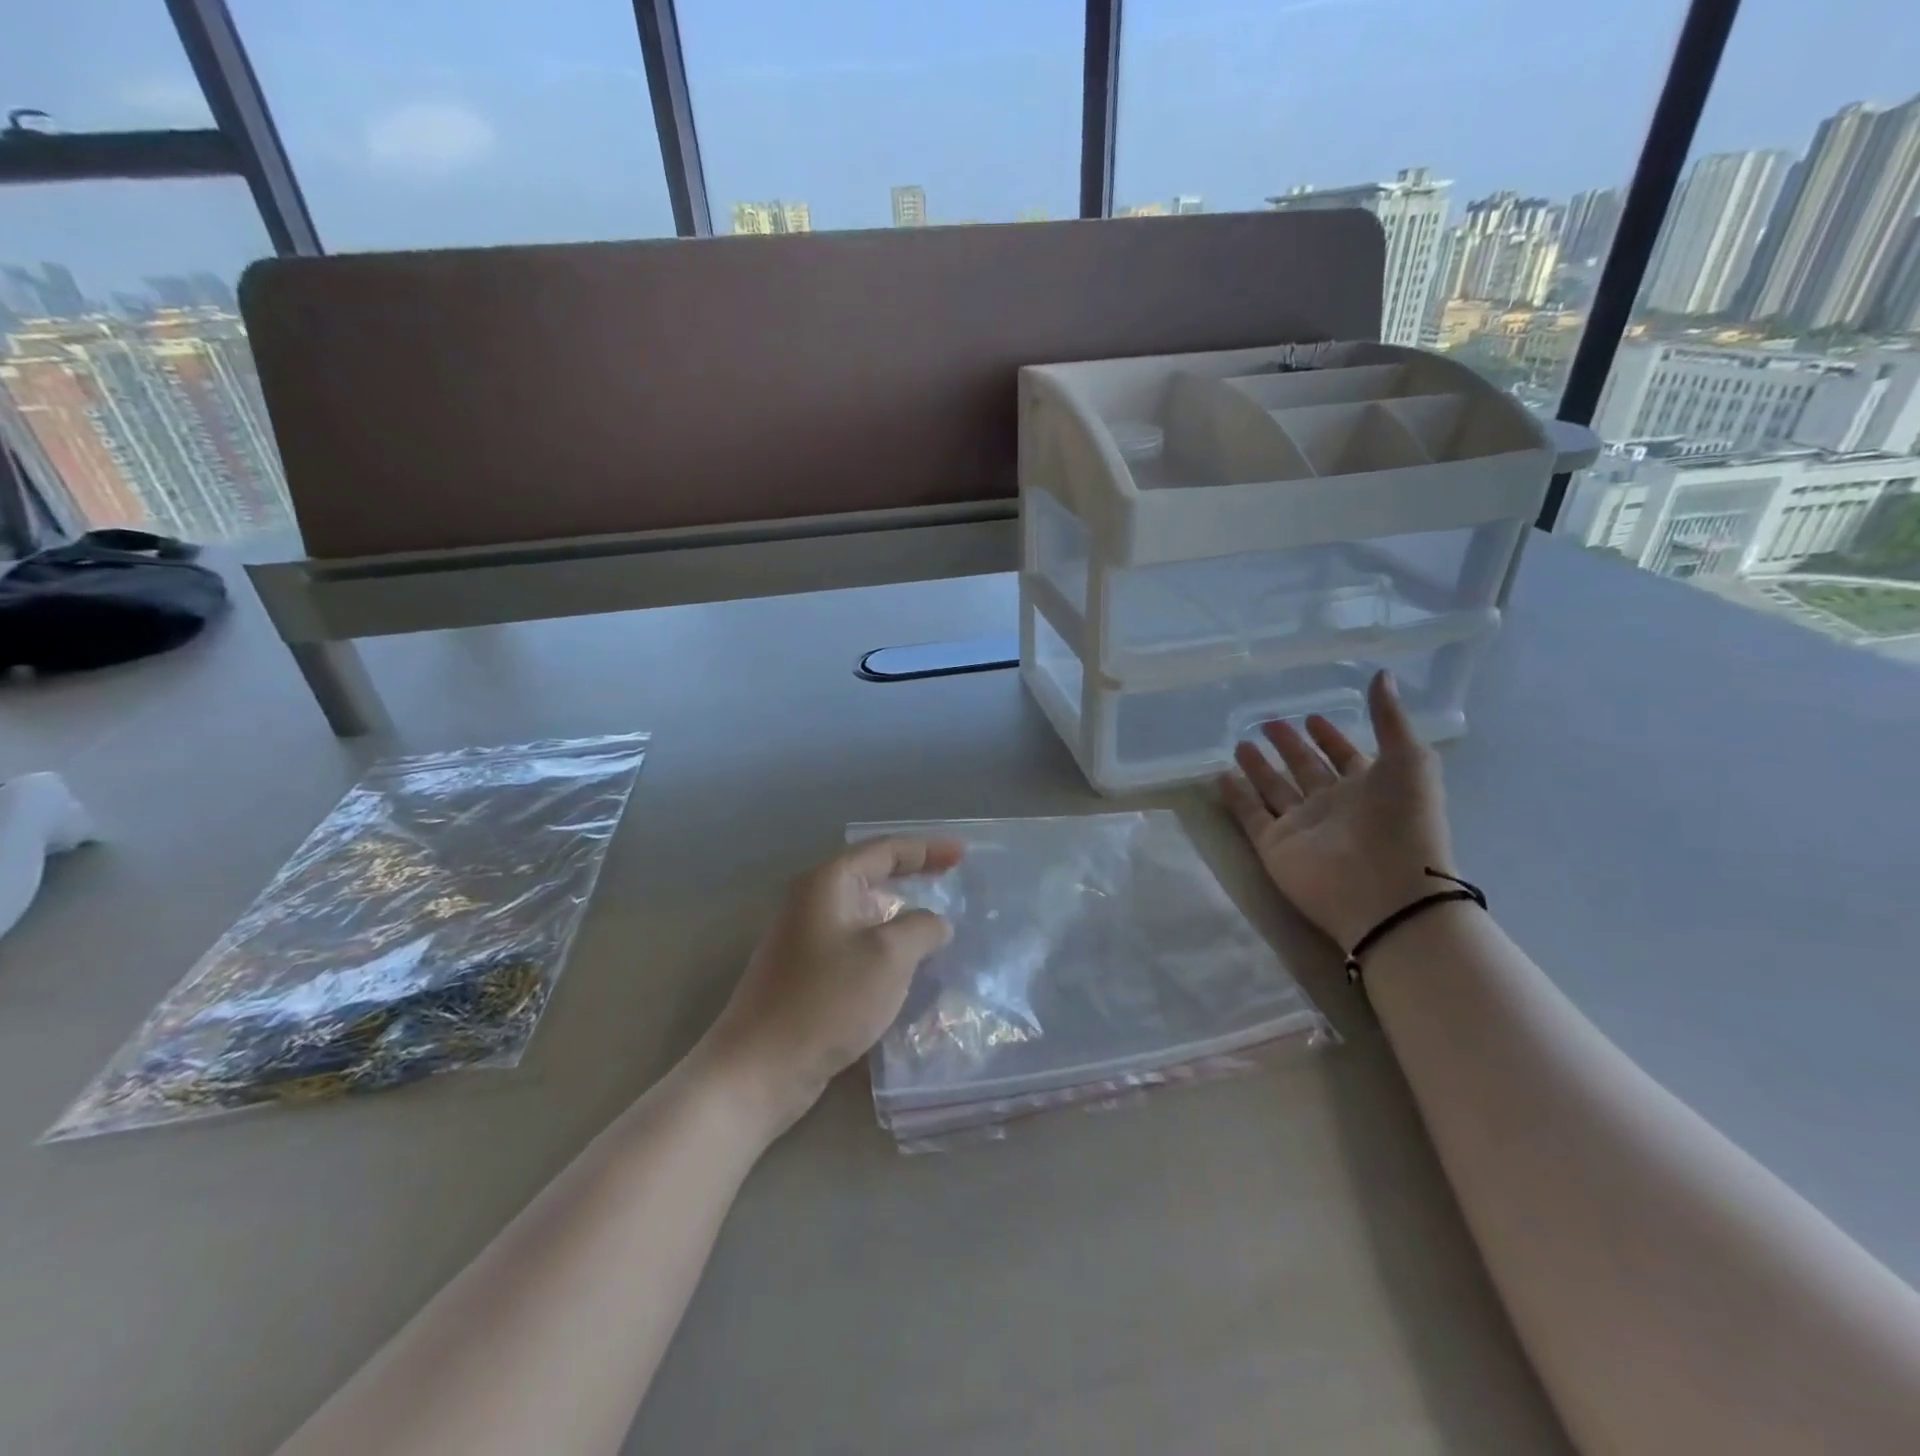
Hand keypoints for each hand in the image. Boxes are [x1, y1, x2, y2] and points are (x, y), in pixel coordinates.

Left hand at [700, 836, 963, 1131]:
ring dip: (902, 917)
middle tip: (953, 883)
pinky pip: (857, 946)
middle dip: (914, 879)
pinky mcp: (807, 974)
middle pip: (873, 877)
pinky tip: (908, 967)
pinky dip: (886, 947)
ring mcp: (807, 939)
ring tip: (939, 927)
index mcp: (829, 883)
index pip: (885, 851)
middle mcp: (813, 902)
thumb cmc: (827, 1000)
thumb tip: (935, 922)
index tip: (963, 855)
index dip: (927, 850)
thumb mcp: (889, 956)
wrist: (760, 1068)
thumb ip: (922, 928)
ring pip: (866, 915)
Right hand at [1220, 671, 1454, 951]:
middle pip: (1304, 769)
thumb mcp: (1408, 761)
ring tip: (1240, 744)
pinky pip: (1250, 815)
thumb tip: (1381, 673)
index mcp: (1368, 786)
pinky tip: (1221, 776)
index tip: (1312, 716)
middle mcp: (1332, 805)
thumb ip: (1389, 719)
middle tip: (1268, 723)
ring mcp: (1301, 826)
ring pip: (1273, 790)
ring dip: (1258, 768)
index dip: (1330, 736)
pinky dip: (1235, 797)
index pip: (1344, 755)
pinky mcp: (1275, 846)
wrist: (1386, 893)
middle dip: (1288, 746)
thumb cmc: (1403, 823)